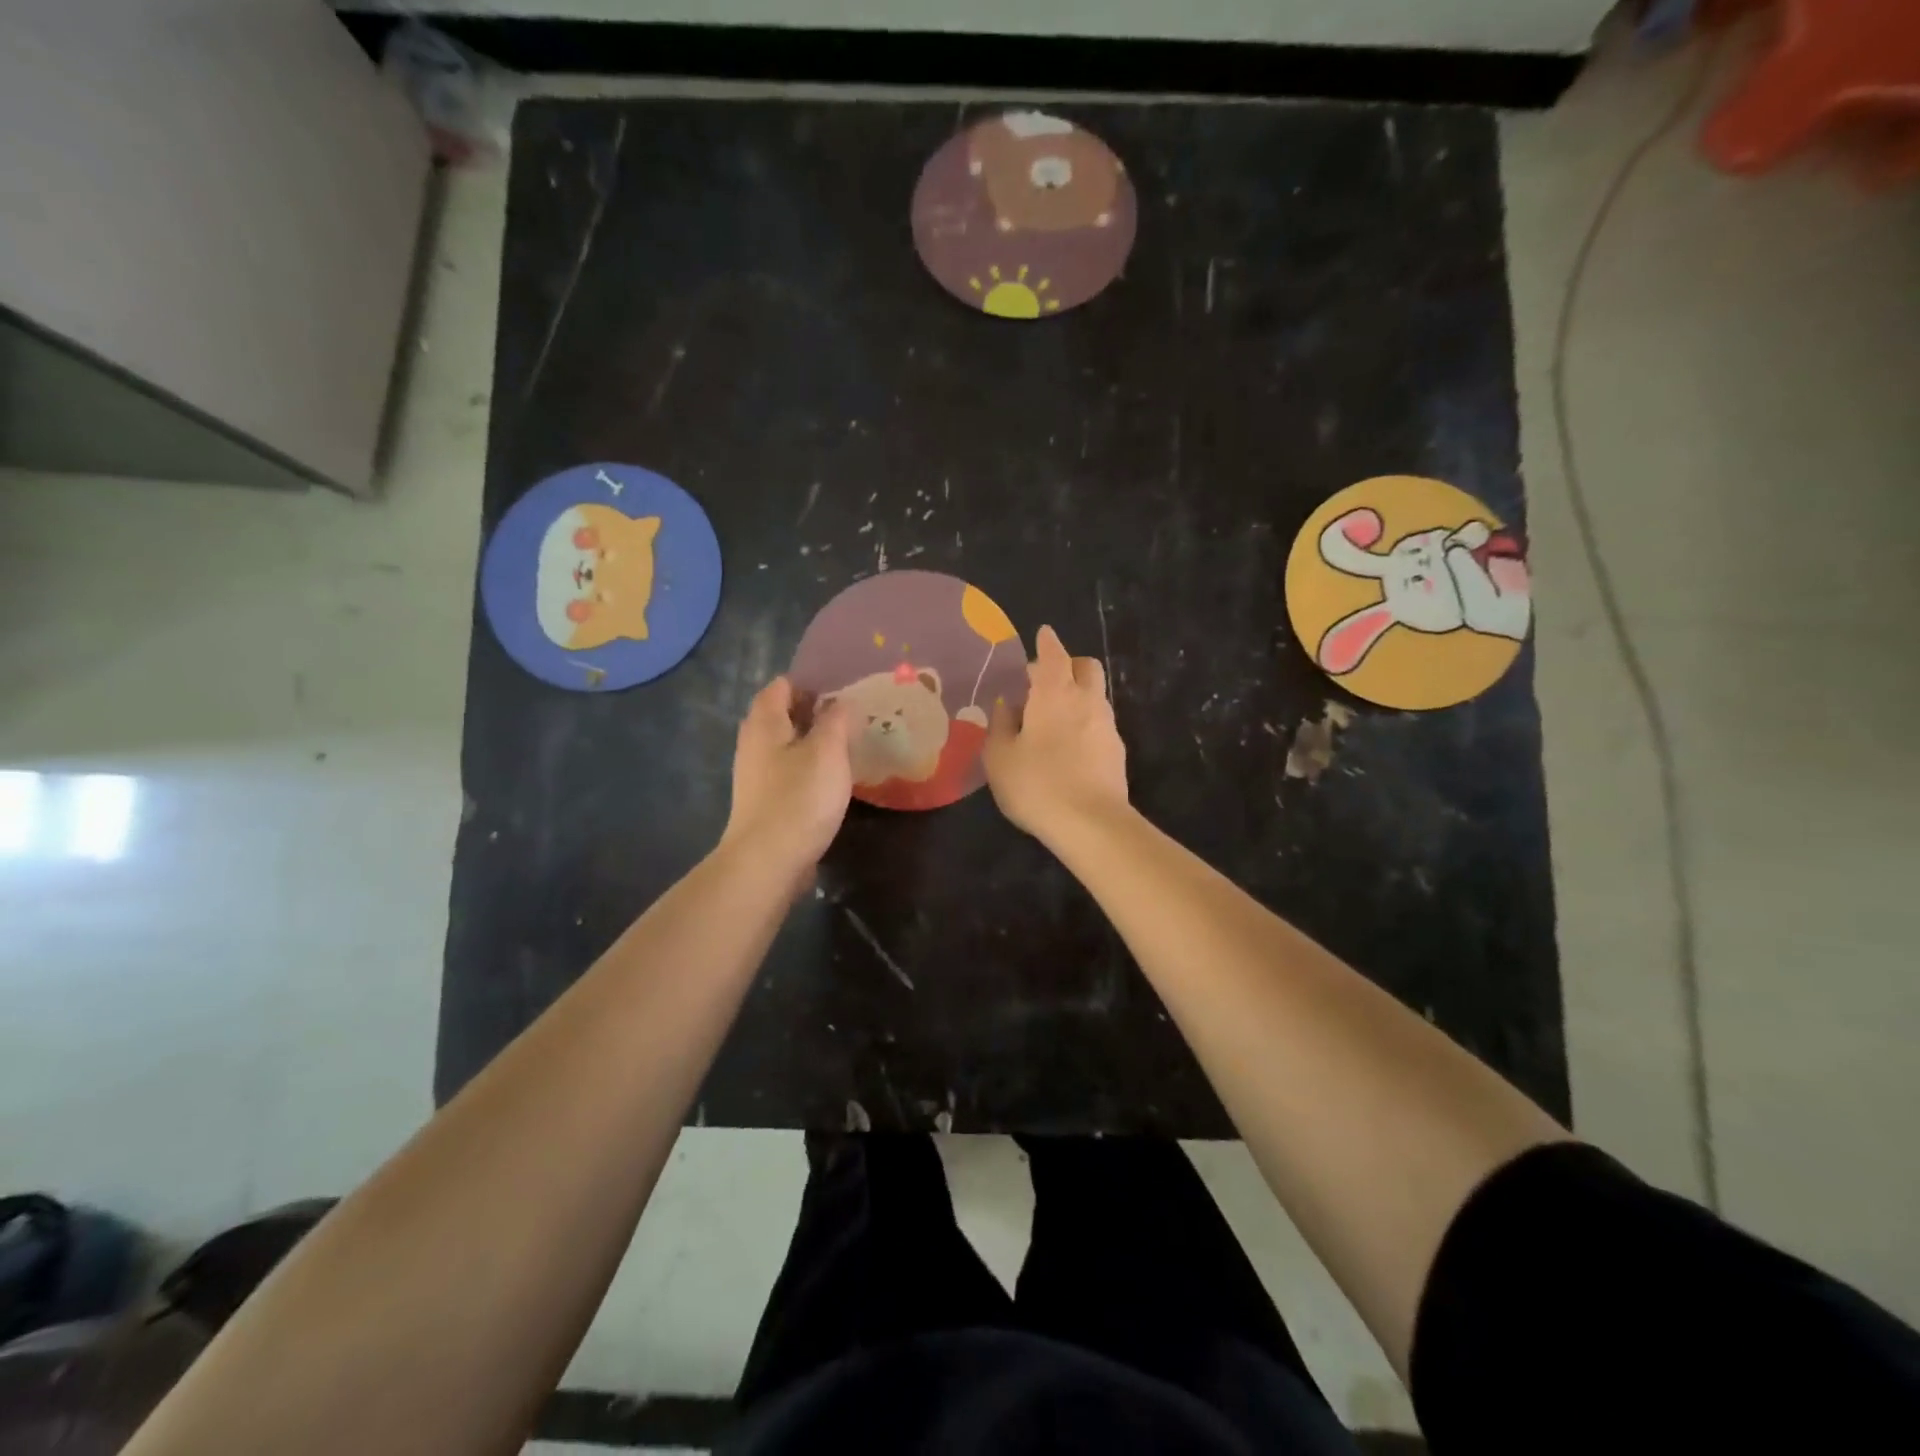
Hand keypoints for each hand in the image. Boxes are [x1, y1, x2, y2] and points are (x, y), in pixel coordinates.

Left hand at [721, 676, 852, 870]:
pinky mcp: (765, 801)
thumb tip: (842, 703)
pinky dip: (809, 767)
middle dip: (814, 710)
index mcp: (765, 723)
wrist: (768, 861)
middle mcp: (754, 744)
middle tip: (850, 714)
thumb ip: (837, 721)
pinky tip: (832, 778)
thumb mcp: (827, 751)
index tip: (843, 687)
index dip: (810, 682)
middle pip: (782, 715)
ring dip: (813, 741)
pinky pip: (789, 771)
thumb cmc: (799, 798)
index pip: (781, 686)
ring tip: (847, 744)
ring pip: (786, 745)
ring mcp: (757, 775)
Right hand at [984, 625, 1127, 840]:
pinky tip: (1068, 746)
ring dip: (1076, 695)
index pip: (1053, 654)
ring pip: (1095, 695)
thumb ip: (1001, 725)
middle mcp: (1086, 700)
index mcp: (1054, 693)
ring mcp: (1107, 725)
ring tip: (1051, 718)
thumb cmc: (1036, 784)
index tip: (1043, 634)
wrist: (1091, 824)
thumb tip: (1007, 705)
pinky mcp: (1117, 751)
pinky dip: (1084, 722)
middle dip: (1067, 664)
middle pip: (1085, 666)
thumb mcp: (1000, 756)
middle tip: (1043, 681)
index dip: (1047, 642)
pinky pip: (1099, 722)